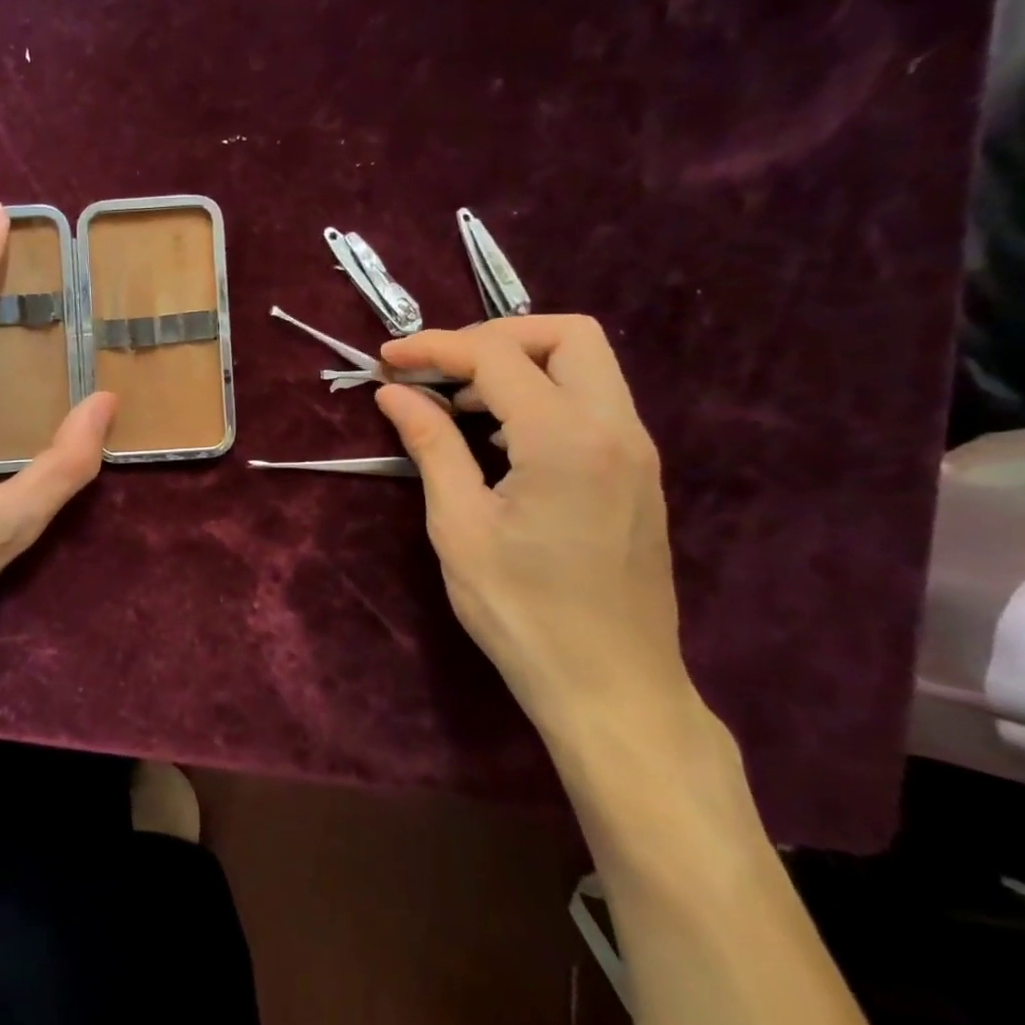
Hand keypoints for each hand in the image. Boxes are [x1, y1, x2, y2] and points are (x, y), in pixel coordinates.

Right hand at [374, 317, 696, 754]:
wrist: (613, 690)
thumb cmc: (523, 612)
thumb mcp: (459, 526)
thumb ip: (431, 445)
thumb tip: (394, 392)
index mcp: (566, 440)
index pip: (496, 356)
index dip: (434, 347)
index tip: (387, 360)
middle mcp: (616, 430)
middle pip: (566, 335)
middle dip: (493, 336)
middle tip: (438, 369)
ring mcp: (636, 451)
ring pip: (586, 364)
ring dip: (518, 364)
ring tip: (457, 403)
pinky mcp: (636, 474)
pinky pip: (591, 402)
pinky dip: (541, 395)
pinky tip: (497, 436)